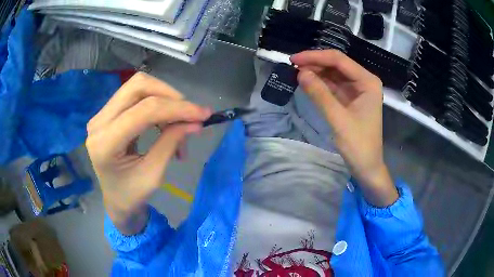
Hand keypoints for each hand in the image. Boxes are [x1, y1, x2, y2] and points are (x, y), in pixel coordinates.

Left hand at [86, 72, 211, 233]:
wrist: (115, 199)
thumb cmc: (132, 195)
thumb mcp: (154, 175)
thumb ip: (171, 143)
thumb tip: (196, 122)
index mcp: (106, 143)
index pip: (144, 111)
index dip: (177, 108)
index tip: (203, 114)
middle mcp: (99, 122)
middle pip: (138, 86)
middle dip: (170, 95)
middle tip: (190, 114)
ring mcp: (101, 114)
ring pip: (138, 86)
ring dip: (165, 98)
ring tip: (178, 123)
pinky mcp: (108, 112)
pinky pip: (135, 95)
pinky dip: (157, 102)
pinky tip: (165, 121)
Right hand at [291, 50, 397, 206]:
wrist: (366, 167)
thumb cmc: (358, 145)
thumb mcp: (338, 119)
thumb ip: (320, 94)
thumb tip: (299, 73)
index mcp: (367, 82)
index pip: (339, 60)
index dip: (315, 57)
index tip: (294, 59)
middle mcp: (363, 81)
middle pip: (336, 65)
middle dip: (315, 64)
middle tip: (292, 66)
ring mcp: (357, 90)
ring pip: (333, 74)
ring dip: (315, 73)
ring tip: (296, 73)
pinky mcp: (350, 99)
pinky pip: (332, 86)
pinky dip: (319, 84)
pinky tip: (306, 83)